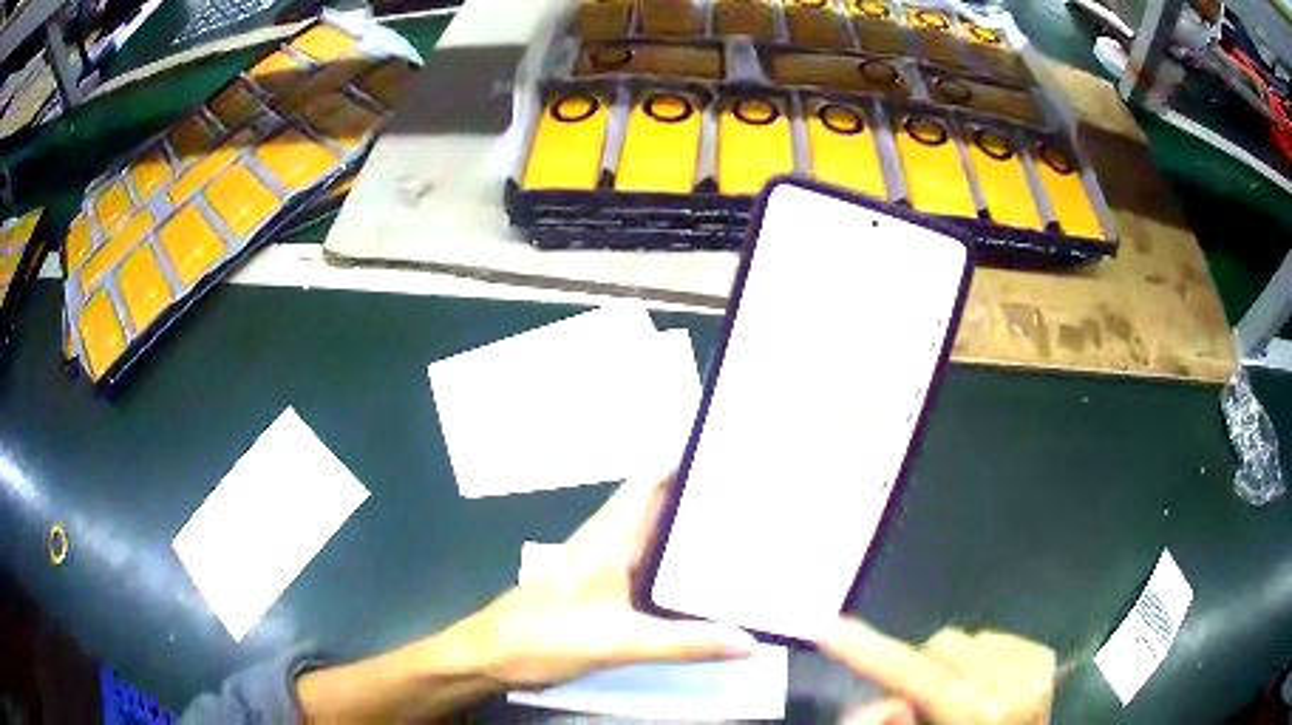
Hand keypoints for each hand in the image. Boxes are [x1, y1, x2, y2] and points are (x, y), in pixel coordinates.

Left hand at [452, 475, 757, 687]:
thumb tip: (750, 642)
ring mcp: (604, 564)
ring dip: (691, 529)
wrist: (492, 654)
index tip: (735, 454)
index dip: (690, 459)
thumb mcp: (620, 642)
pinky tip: (704, 580)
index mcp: (611, 534)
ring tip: (745, 531)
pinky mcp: (602, 588)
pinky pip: (649, 565)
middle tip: (758, 496)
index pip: (653, 478)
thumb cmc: (546, 637)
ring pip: (655, 534)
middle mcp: (609, 540)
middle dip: (704, 496)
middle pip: (661, 503)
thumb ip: (685, 643)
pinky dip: (678, 563)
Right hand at [821, 617, 1055, 723]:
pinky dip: (980, 660)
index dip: (869, 651)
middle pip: (940, 645)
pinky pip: (993, 639)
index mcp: (976, 713)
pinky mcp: (1044, 657)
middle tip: (919, 702)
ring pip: (967, 638)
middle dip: (921, 668)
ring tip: (959, 697)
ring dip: (951, 665)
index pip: (915, 674)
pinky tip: (986, 687)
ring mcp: (1033, 667)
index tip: (828, 628)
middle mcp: (1011, 684)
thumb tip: (876, 705)